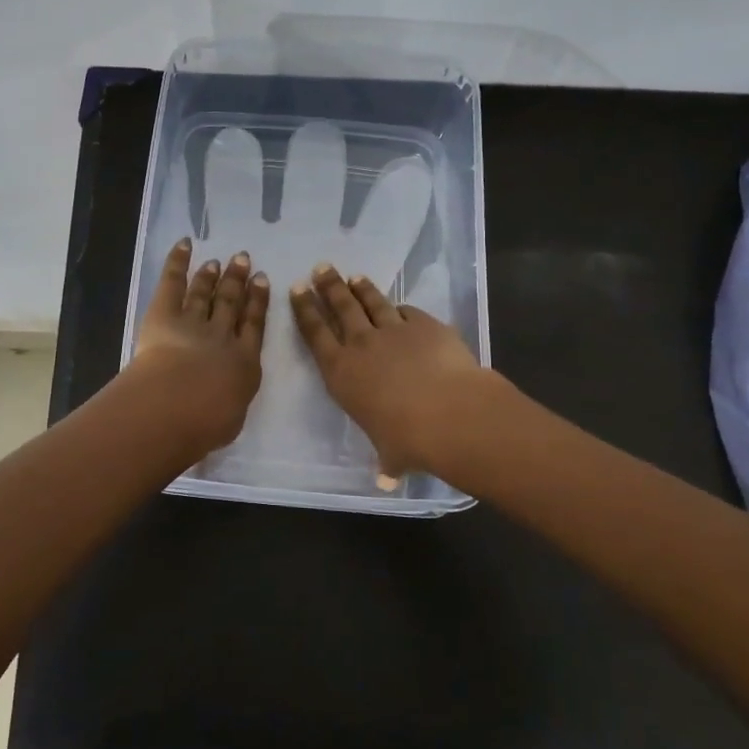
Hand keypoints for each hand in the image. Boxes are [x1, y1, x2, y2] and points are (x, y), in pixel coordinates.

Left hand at [128, 238, 270, 454]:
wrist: (177, 405)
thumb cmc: (207, 422)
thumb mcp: (231, 417)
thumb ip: (232, 400)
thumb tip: (228, 395)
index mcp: (244, 362)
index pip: (254, 326)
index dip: (258, 302)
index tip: (263, 281)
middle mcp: (222, 336)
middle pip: (231, 303)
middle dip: (238, 281)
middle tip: (243, 260)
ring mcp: (193, 321)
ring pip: (205, 293)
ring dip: (212, 275)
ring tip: (218, 260)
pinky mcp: (164, 314)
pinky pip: (173, 282)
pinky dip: (178, 261)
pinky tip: (185, 244)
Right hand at [290, 261, 488, 477]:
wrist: (451, 413)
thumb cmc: (408, 439)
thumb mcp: (390, 454)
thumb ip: (386, 462)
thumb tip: (386, 480)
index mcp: (341, 373)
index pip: (315, 334)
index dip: (305, 310)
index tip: (297, 289)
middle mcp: (362, 345)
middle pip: (341, 308)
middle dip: (329, 286)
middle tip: (321, 268)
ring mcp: (394, 330)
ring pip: (372, 302)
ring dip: (361, 288)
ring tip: (353, 276)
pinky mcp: (425, 325)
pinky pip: (407, 311)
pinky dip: (400, 308)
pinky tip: (399, 306)